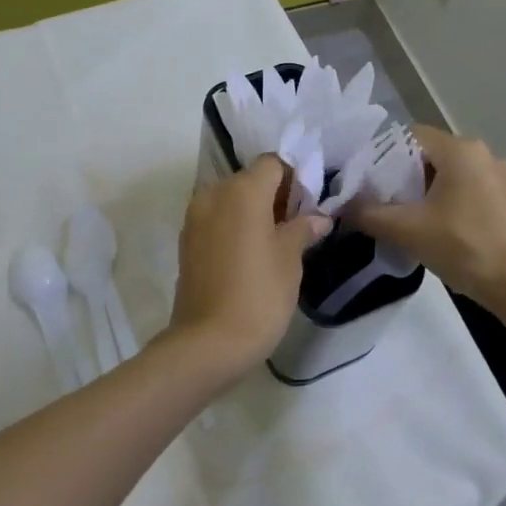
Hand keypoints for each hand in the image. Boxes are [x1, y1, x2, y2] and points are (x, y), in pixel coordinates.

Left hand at [167, 156, 332, 377]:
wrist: (209, 342)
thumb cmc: (259, 294)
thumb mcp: (290, 259)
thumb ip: (303, 229)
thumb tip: (318, 217)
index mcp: (242, 190)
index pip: (272, 163)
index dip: (294, 178)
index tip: (308, 205)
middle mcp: (214, 194)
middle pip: (250, 179)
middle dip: (274, 195)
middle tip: (297, 225)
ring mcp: (195, 217)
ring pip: (231, 199)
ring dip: (253, 211)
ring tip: (274, 242)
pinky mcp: (186, 241)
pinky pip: (216, 219)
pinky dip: (234, 226)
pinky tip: (250, 255)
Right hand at [349, 126, 505, 309]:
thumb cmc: (464, 248)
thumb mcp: (407, 230)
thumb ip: (368, 213)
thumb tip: (342, 206)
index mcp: (462, 150)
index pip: (410, 136)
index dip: (385, 155)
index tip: (370, 182)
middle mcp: (487, 153)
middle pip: (433, 155)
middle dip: (408, 177)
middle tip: (388, 204)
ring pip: (455, 174)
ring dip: (433, 191)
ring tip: (415, 220)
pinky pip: (475, 190)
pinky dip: (456, 203)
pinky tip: (449, 231)